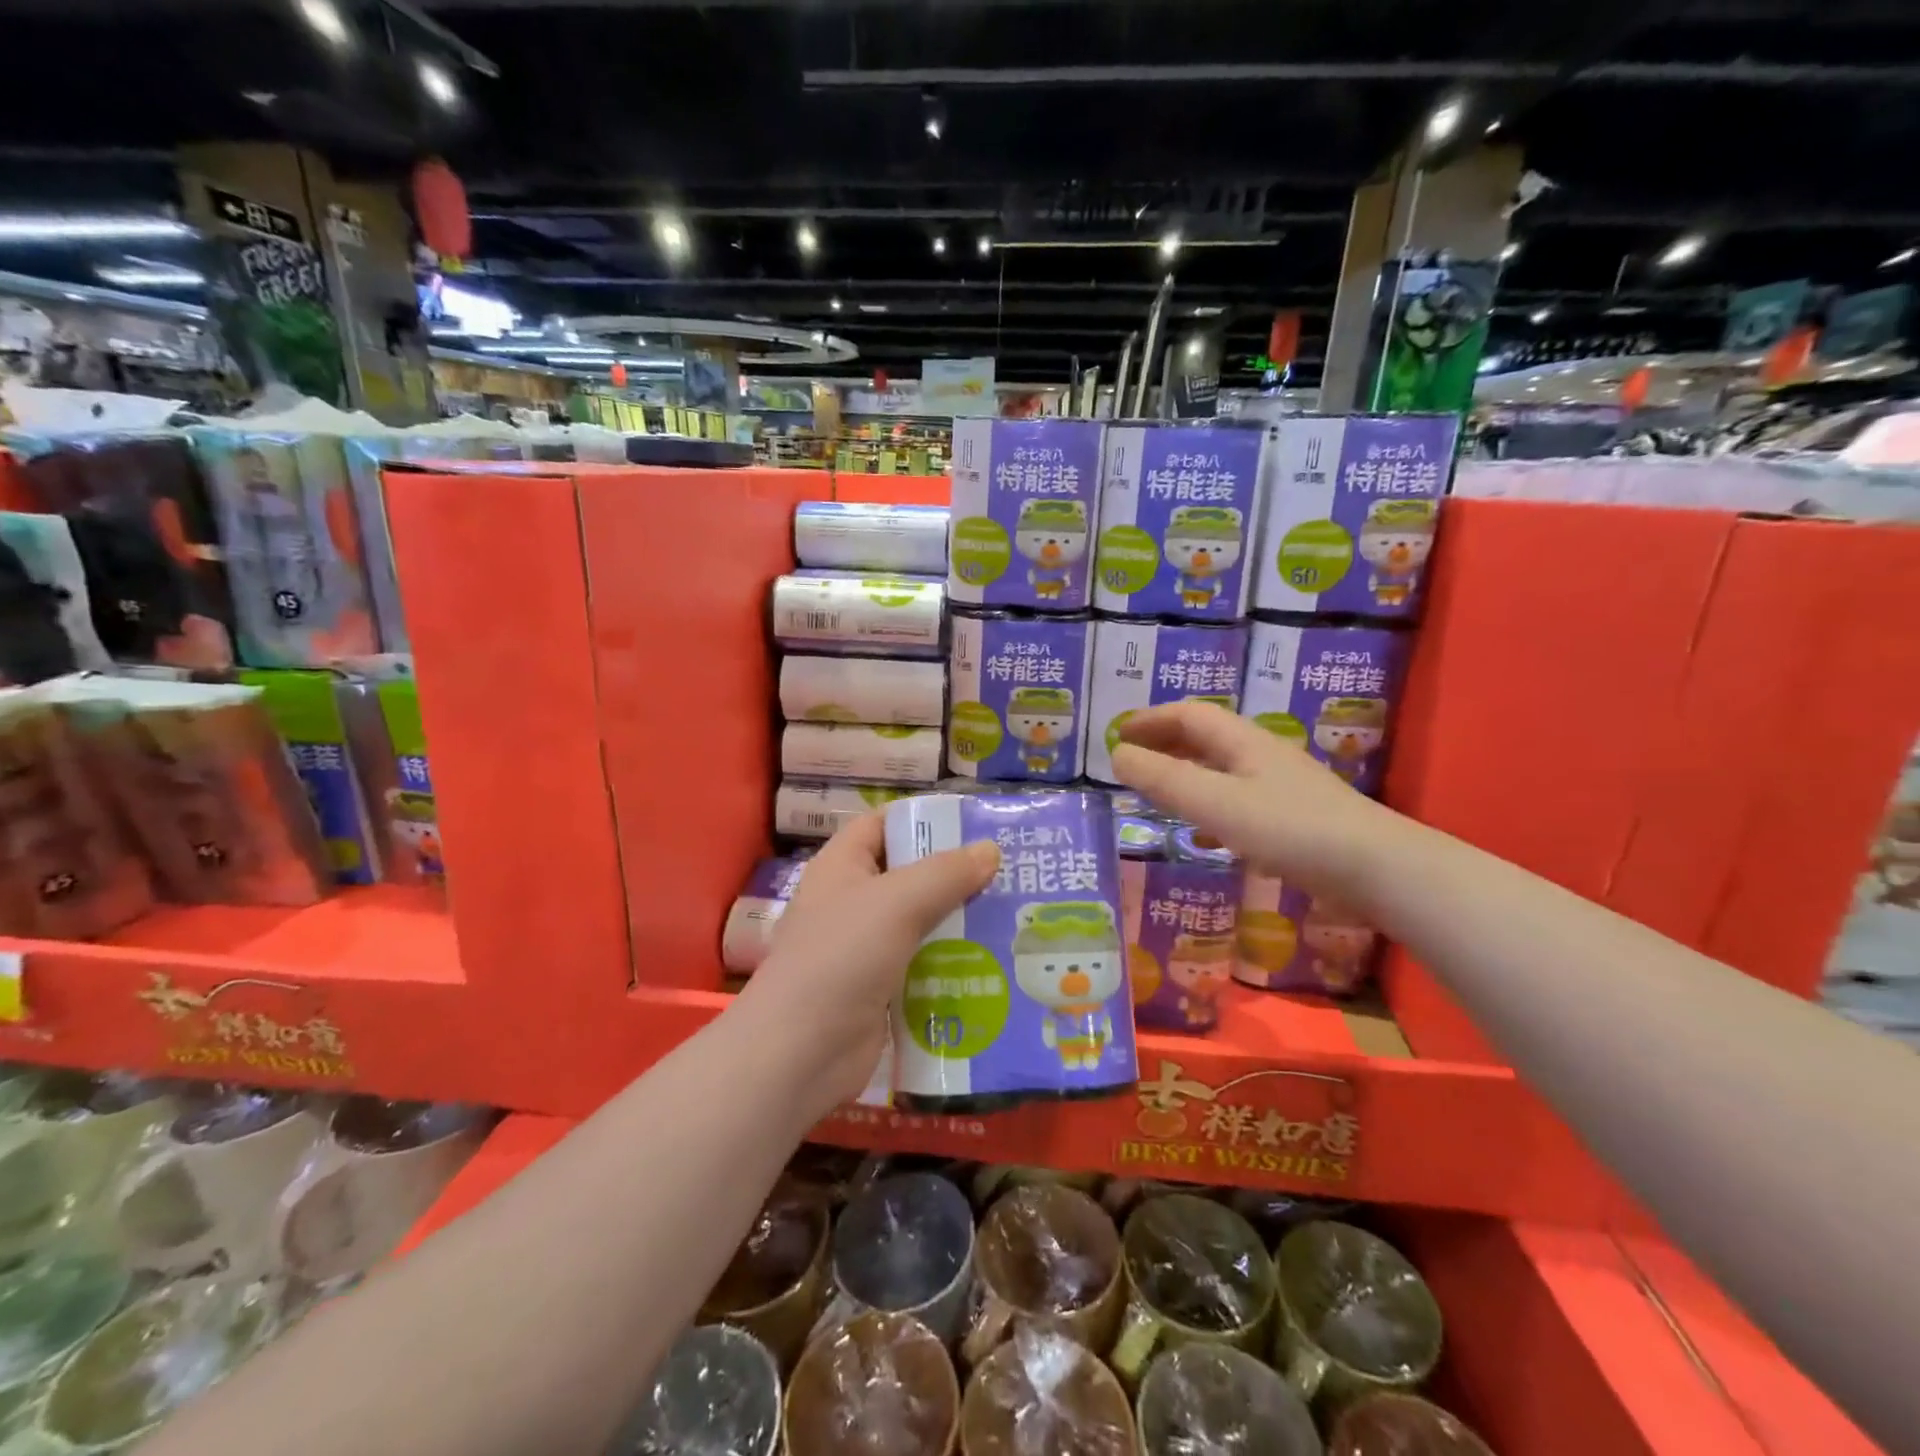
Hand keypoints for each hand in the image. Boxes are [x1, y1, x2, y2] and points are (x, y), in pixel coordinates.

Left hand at [732, 814, 998, 1112]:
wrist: (800, 1054)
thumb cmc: (842, 957)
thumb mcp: (897, 902)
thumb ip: (946, 873)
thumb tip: (990, 850)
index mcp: (842, 866)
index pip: (882, 824)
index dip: (922, 819)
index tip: (973, 824)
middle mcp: (851, 901)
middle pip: (908, 874)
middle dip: (955, 873)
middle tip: (1010, 871)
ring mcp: (865, 948)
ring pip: (921, 922)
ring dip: (960, 920)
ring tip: (1013, 913)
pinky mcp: (881, 989)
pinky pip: (923, 964)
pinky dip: (952, 961)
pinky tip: (994, 960)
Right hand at [1111, 701, 1392, 899]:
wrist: (1378, 869)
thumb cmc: (1291, 829)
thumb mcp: (1217, 804)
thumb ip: (1165, 780)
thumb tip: (1117, 756)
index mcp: (1243, 743)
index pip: (1189, 715)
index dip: (1150, 719)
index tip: (1117, 734)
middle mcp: (1262, 756)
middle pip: (1207, 738)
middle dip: (1165, 743)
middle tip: (1131, 760)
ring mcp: (1283, 787)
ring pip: (1222, 770)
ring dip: (1186, 774)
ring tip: (1158, 793)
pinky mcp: (1296, 818)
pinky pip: (1239, 801)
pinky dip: (1210, 807)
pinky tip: (1206, 836)